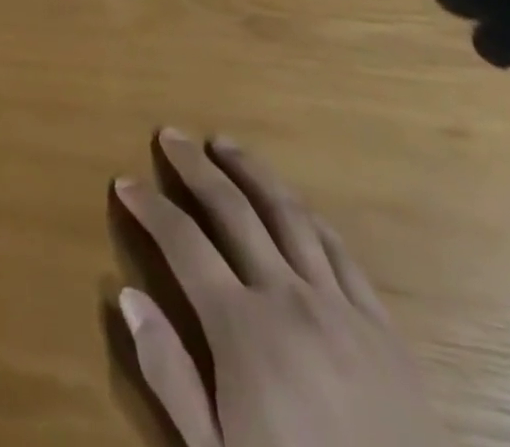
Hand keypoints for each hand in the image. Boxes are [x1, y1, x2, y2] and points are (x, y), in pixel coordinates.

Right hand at [114, 133, 445, 446]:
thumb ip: (169, 375)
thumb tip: (126, 297)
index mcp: (242, 330)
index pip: (182, 243)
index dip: (149, 207)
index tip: (125, 182)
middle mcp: (289, 300)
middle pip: (232, 210)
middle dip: (195, 166)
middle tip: (170, 134)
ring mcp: (342, 310)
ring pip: (288, 215)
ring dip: (252, 172)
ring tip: (225, 145)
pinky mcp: (384, 330)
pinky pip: (341, 253)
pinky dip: (309, 217)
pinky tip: (295, 205)